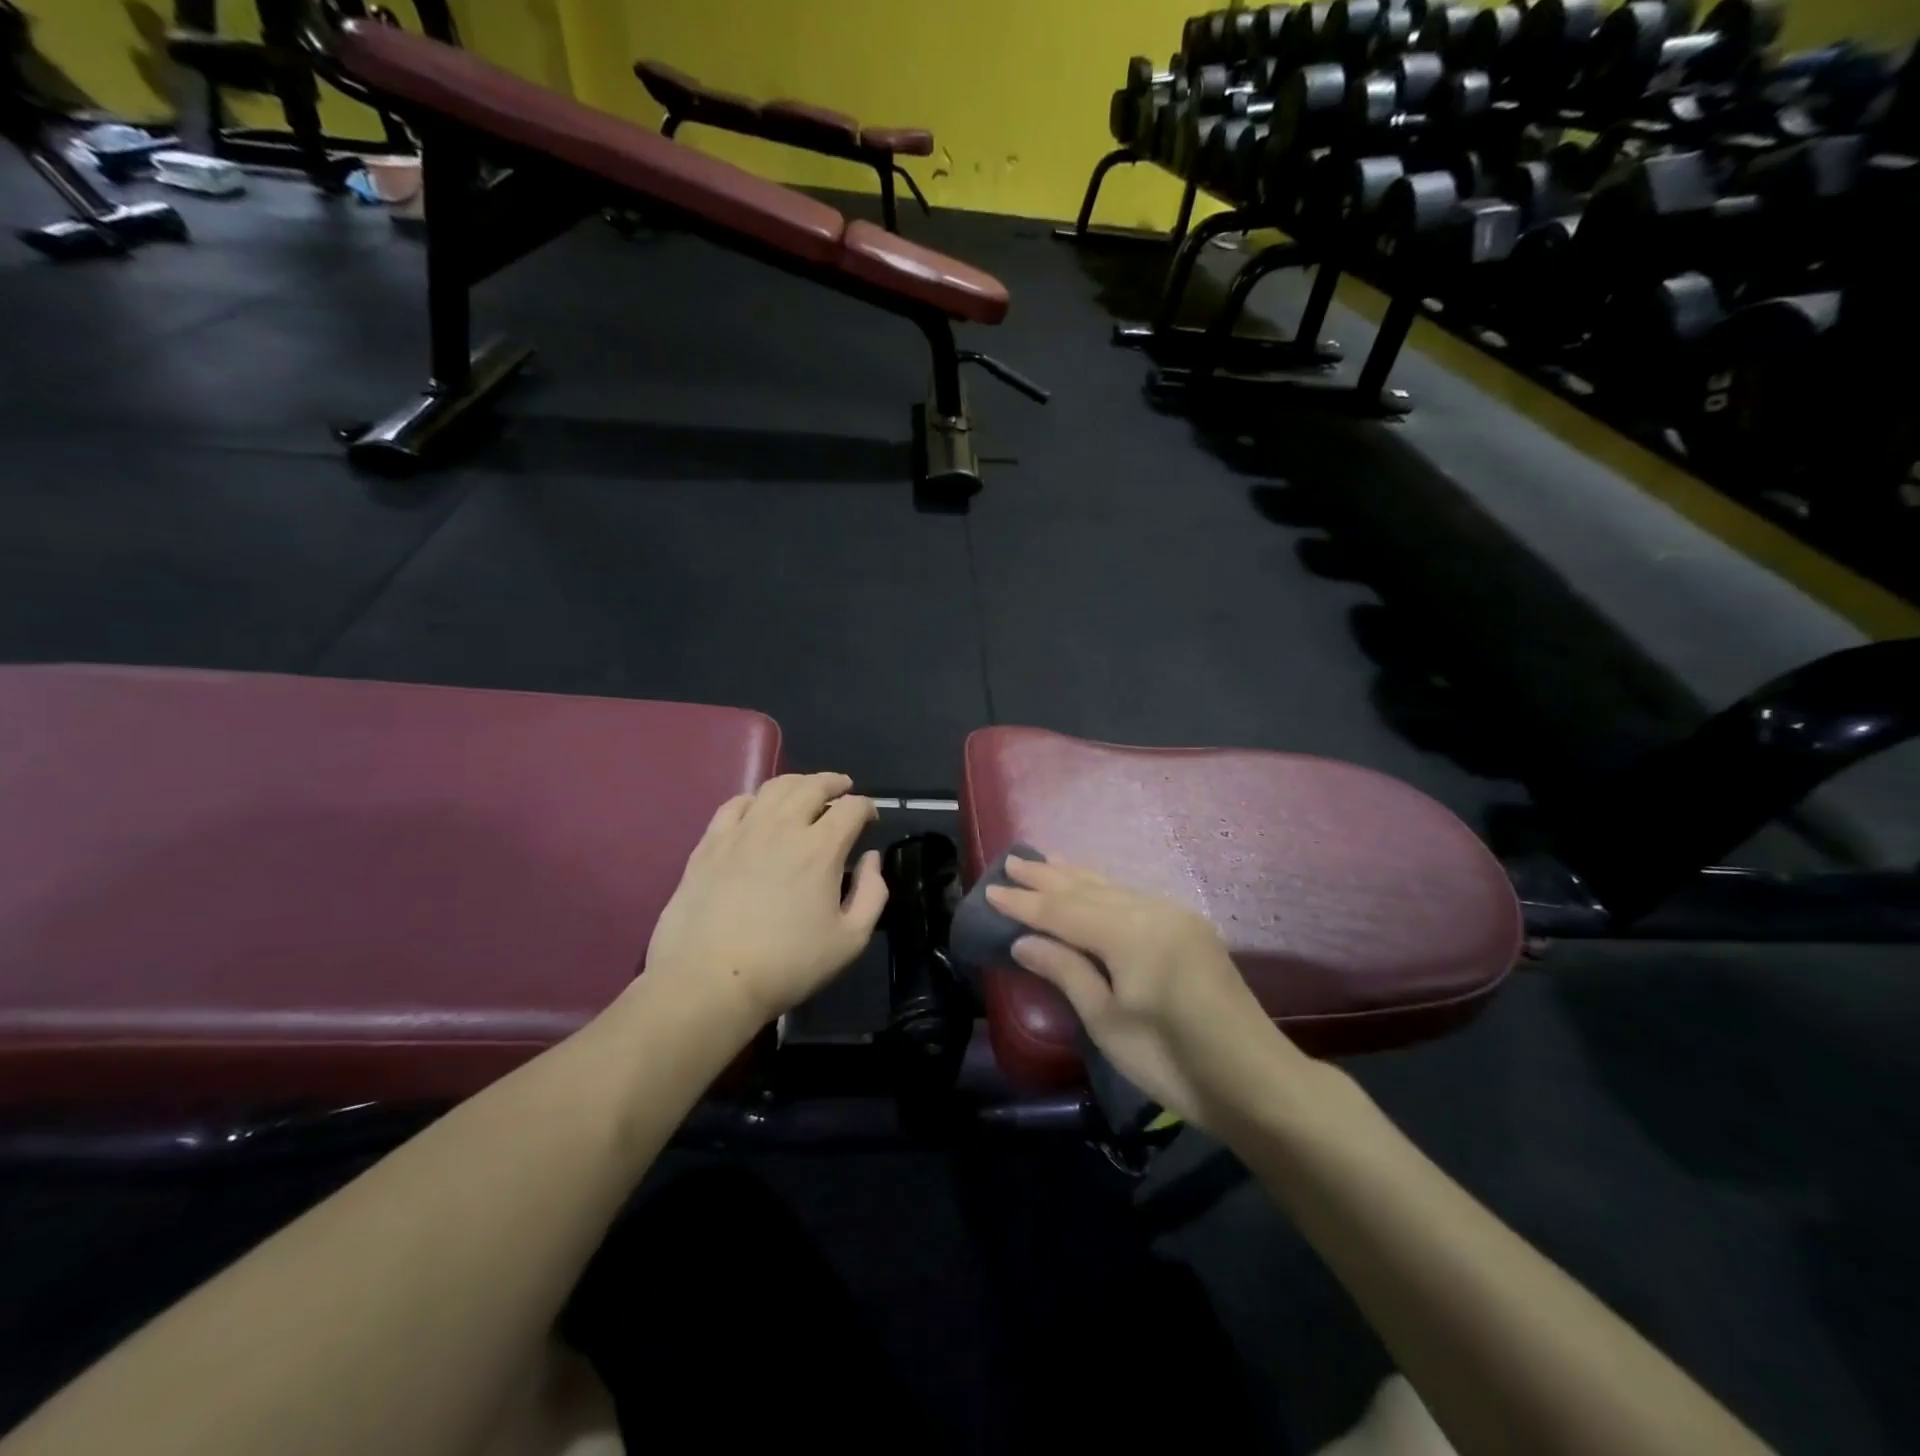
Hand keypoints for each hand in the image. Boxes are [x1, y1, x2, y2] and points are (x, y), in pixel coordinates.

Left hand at [643, 773, 887, 1026]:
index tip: (870, 818)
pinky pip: (735, 804)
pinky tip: (758, 808)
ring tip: (806, 791)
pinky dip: (755, 798)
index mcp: (821, 848)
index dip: (867, 806)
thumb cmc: (788, 965)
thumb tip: (872, 858)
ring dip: (798, 783)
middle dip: (835, 783)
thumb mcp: (850, 940)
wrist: (710, 981)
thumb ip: (872, 893)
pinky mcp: (710, 843)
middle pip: (813, 786)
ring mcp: (742, 831)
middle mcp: (783, 827)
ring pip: (774, 787)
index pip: (852, 808)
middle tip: (843, 788)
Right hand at [985, 857, 1298, 1129]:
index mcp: (1130, 934)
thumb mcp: (1108, 1024)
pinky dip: (1104, 888)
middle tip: (1012, 862)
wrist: (1257, 1081)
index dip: (1025, 903)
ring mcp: (1175, 916)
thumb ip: (1067, 972)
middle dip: (1048, 878)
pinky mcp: (1189, 928)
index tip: (991, 890)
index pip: (1064, 911)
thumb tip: (1024, 940)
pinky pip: (1134, 896)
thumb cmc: (1173, 1062)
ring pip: (1113, 887)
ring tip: (1045, 861)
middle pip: (1088, 890)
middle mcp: (1153, 911)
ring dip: (1076, 876)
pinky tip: (1093, 886)